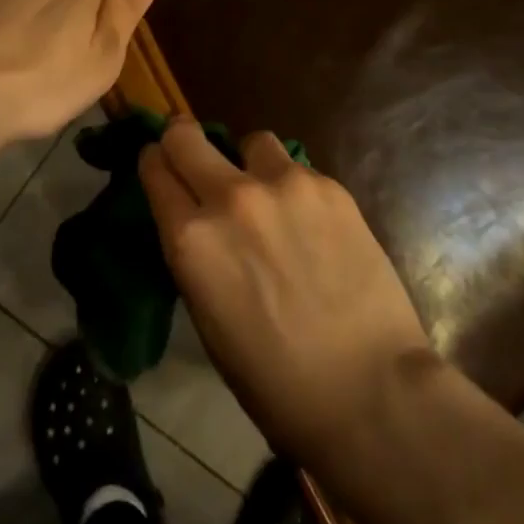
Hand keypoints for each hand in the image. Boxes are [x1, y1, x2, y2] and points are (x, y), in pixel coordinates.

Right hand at [139, 122, 434, 463]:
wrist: (368, 389)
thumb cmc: (275, 381)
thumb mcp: (208, 319)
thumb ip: (196, 255)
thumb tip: (196, 222)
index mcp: (191, 239)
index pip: (155, 168)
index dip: (155, 164)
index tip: (161, 166)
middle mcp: (230, 197)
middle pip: (186, 135)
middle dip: (184, 142)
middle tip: (196, 160)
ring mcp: (283, 184)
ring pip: (251, 142)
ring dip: (250, 163)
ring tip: (270, 199)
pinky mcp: (328, 186)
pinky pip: (297, 168)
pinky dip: (294, 188)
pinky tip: (313, 225)